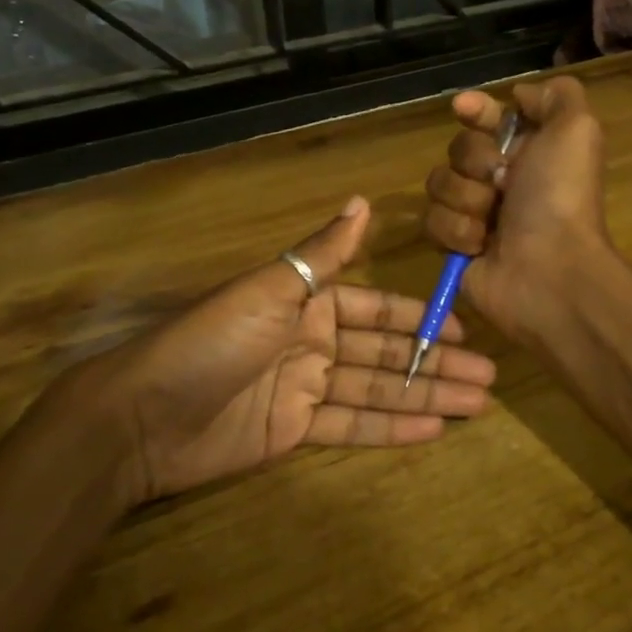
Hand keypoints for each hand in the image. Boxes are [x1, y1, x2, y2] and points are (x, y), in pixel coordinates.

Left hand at [46, 197, 496, 501]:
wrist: (143, 415)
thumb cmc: (211, 341)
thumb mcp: (270, 289)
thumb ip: (323, 254)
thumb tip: (362, 201)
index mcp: (307, 303)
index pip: (376, 308)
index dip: (419, 318)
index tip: (464, 329)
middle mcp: (312, 342)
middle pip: (386, 352)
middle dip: (435, 362)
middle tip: (489, 376)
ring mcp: (305, 389)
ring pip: (377, 389)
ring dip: (425, 395)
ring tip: (476, 404)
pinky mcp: (294, 431)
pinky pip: (352, 425)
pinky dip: (391, 427)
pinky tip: (433, 427)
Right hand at [422, 77, 613, 342]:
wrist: (548, 270)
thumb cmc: (560, 197)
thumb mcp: (577, 130)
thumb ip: (556, 96)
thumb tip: (519, 94)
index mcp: (530, 150)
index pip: (489, 117)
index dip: (476, 109)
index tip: (465, 107)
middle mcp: (501, 179)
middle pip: (458, 147)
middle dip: (476, 162)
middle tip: (503, 182)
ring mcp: (476, 213)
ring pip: (439, 183)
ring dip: (467, 200)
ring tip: (493, 222)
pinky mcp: (454, 245)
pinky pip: (431, 221)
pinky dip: (457, 232)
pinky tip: (480, 246)